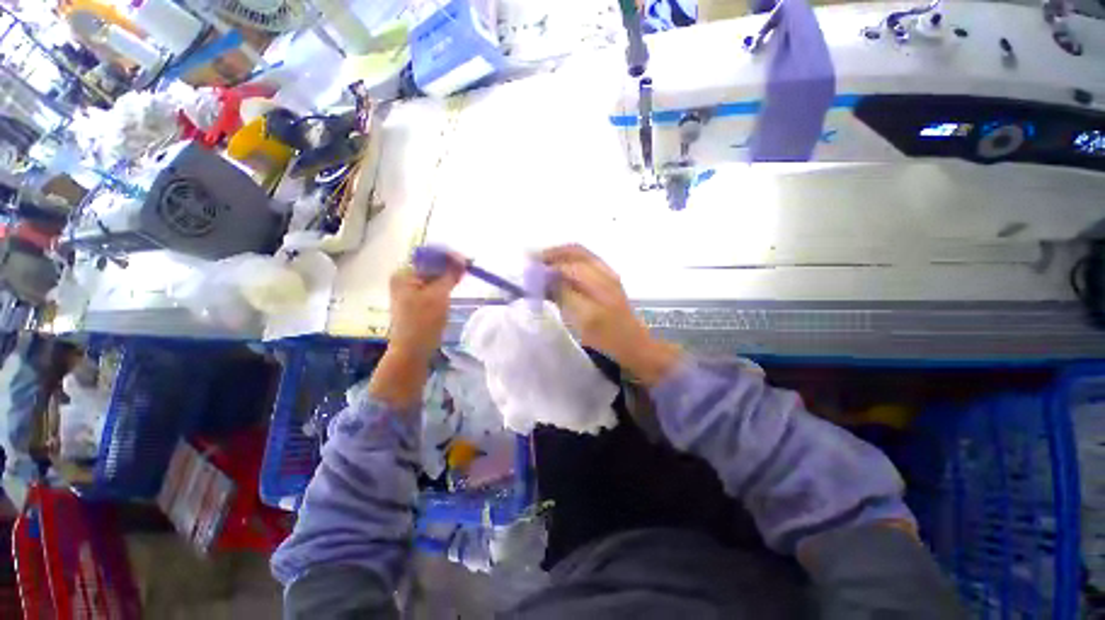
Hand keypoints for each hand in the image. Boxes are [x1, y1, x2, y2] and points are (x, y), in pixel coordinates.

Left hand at [370, 262, 462, 409]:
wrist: (412, 350)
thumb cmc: (423, 321)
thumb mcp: (439, 295)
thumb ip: (449, 275)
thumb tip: (462, 259)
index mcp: (404, 274)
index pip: (428, 256)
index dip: (447, 256)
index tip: (466, 261)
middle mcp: (404, 279)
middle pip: (430, 265)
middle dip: (449, 265)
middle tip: (467, 268)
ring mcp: (409, 291)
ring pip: (432, 277)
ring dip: (447, 275)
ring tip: (463, 276)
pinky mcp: (416, 301)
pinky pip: (432, 287)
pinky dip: (443, 285)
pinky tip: (454, 286)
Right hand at [542, 244, 680, 384]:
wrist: (635, 346)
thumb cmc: (609, 336)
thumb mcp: (584, 318)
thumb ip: (564, 294)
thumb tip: (545, 277)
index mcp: (599, 280)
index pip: (567, 263)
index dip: (546, 264)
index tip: (528, 269)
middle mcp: (604, 272)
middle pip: (574, 252)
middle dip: (552, 254)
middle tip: (533, 262)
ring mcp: (607, 276)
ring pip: (580, 256)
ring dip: (560, 257)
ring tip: (542, 266)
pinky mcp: (608, 283)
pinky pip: (585, 265)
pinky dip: (569, 264)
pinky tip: (560, 275)